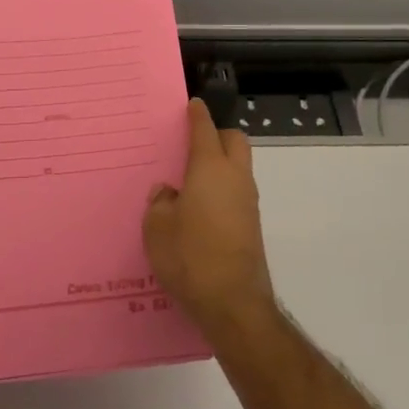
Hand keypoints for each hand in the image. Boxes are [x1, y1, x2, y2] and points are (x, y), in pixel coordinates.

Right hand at [144, 99, 276, 339]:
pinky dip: (222, 188)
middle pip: (235, 141)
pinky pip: (237, 192)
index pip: (205, 130)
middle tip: (193, 143)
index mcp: (210, 168)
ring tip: (191, 178)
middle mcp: (235, 178)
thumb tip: (169, 192)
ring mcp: (248, 202)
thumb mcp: (157, 228)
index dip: (198, 115)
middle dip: (217, 134)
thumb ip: (160, 202)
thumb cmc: (189, 256)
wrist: (233, 303)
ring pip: (239, 167)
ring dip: (221, 163)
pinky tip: (201, 208)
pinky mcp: (251, 225)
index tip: (193, 105)